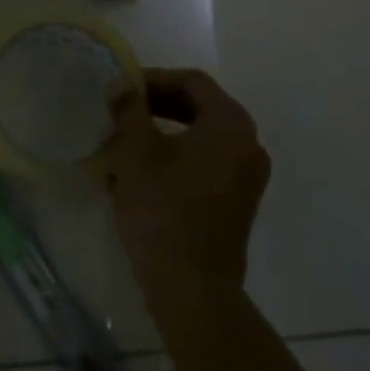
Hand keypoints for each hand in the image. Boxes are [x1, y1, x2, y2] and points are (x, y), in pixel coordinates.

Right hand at [104, 68, 270, 308]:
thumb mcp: (136, 152)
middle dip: (156, 105)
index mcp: (230, 124)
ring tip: (123, 143)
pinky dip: (175, 159)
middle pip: (198, 107)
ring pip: (199, 137)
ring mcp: (247, 177)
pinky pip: (205, 164)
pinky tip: (139, 174)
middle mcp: (248, 144)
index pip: (192, 81)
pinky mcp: (237, 203)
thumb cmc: (164, 211)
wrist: (192, 291)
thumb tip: (121, 83)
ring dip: (162, 133)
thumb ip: (129, 109)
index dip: (154, 79)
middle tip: (121, 111)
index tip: (123, 89)